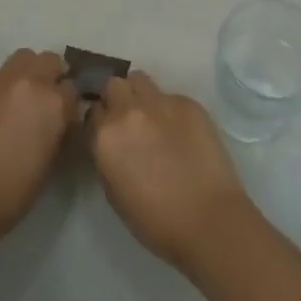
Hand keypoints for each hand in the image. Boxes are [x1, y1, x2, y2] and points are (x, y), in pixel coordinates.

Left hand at [0, 49, 78, 247]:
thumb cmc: (11, 193)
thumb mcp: (49, 163)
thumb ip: (58, 132)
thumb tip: (58, 122)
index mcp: (53, 103)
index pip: (73, 90)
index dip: (69, 106)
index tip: (64, 120)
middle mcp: (28, 83)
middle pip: (49, 61)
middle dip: (52, 77)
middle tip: (45, 102)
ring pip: (21, 60)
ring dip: (27, 74)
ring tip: (19, 102)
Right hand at [86, 71, 254, 274]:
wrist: (208, 219)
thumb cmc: (155, 220)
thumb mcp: (113, 191)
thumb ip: (105, 155)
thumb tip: (109, 141)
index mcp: (105, 135)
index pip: (92, 111)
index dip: (99, 120)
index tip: (106, 130)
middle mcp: (129, 111)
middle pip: (113, 85)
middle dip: (117, 98)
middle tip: (128, 119)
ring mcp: (160, 102)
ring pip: (140, 80)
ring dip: (140, 94)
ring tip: (152, 116)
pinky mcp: (188, 103)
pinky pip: (170, 95)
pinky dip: (169, 108)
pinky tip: (181, 131)